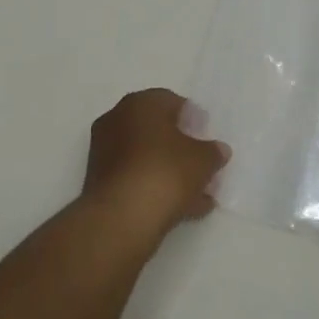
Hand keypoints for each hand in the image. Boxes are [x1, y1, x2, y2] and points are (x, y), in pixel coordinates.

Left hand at [82, 89, 228, 239]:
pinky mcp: (100, 182)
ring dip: (171, 171)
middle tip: (202, 163)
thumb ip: (213, 152)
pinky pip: (136, 178)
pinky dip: (156, 187)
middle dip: (181, 147)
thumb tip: (218, 150)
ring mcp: (104, 152)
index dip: (193, 119)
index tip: (207, 136)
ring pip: (146, 157)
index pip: (172, 101)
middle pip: (157, 130)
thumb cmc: (165, 172)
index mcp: (140, 103)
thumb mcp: (203, 160)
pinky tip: (182, 208)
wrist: (121, 217)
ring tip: (198, 193)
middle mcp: (117, 120)